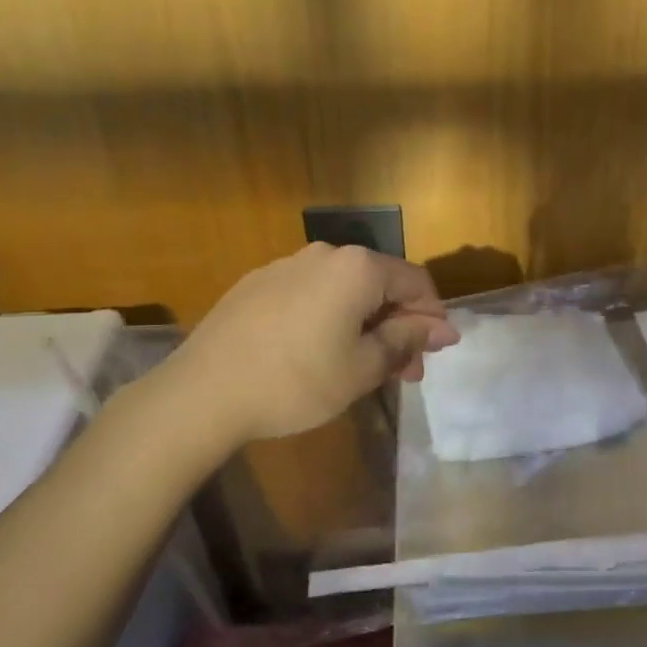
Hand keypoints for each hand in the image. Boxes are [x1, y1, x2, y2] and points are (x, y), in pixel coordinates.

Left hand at [167, 243, 459, 444]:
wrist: (202, 393)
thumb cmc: (297, 381)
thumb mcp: (363, 367)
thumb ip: (407, 340)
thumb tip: (444, 328)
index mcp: (358, 268)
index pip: (417, 282)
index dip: (433, 318)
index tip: (434, 355)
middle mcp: (325, 254)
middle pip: (380, 284)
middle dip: (399, 325)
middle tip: (403, 372)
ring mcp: (286, 265)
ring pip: (345, 290)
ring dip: (365, 324)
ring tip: (363, 367)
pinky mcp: (257, 283)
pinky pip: (312, 294)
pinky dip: (330, 318)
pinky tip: (319, 352)